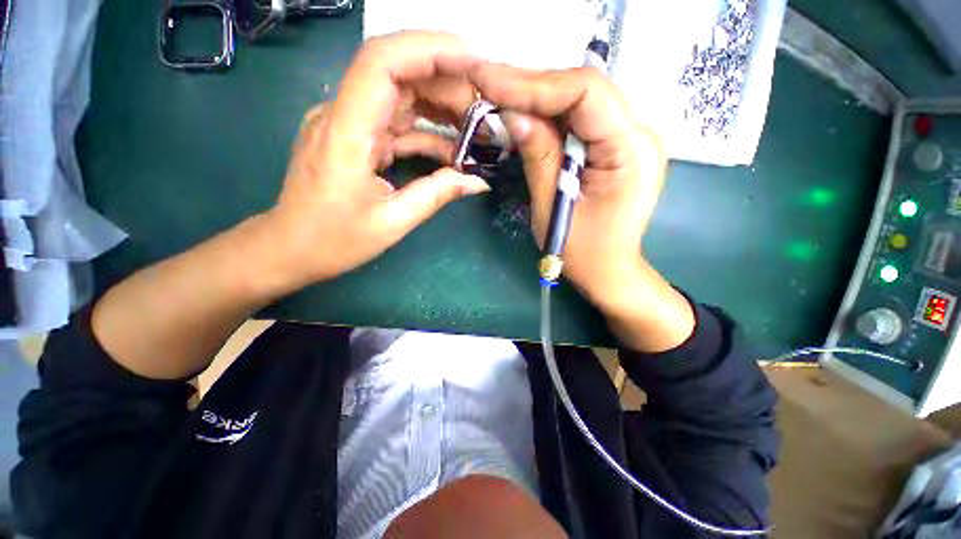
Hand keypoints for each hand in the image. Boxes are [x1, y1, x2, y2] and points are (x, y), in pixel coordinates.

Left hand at [263, 32, 488, 288]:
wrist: (290, 249)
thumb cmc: (333, 240)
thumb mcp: (392, 222)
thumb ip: (436, 195)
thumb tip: (478, 181)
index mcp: (346, 132)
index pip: (383, 63)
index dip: (430, 50)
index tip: (474, 61)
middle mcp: (343, 114)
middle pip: (397, 72)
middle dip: (446, 81)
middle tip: (484, 108)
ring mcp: (349, 124)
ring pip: (400, 95)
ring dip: (440, 105)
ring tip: (475, 126)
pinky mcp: (356, 138)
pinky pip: (396, 123)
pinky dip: (427, 131)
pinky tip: (452, 148)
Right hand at [460, 63, 694, 350]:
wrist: (610, 270)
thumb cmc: (583, 253)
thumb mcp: (553, 207)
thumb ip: (538, 157)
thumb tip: (514, 115)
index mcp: (630, 151)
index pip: (586, 93)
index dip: (535, 83)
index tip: (490, 81)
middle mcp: (640, 134)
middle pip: (584, 90)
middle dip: (532, 87)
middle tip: (487, 85)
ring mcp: (631, 138)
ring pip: (581, 101)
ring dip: (539, 98)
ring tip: (500, 95)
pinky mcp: (618, 146)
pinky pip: (583, 119)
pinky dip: (552, 115)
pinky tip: (526, 115)